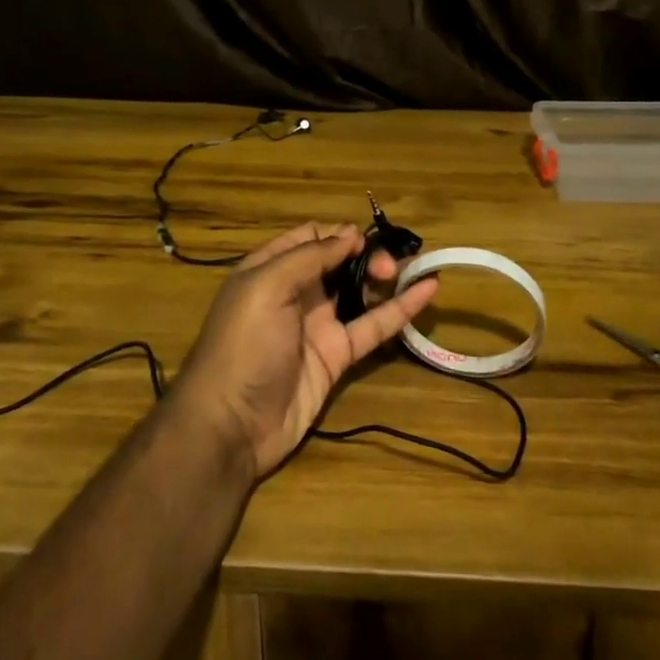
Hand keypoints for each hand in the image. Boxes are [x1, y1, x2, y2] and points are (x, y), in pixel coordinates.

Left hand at [172, 223, 439, 478]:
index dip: (340, 234)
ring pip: (360, 291)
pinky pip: (373, 326)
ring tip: (414, 267)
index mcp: (271, 269)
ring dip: (387, 276)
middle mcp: (296, 293)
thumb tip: (350, 234)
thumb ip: (310, 257)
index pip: (311, 238)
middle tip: (388, 265)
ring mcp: (319, 325)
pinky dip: (401, 308)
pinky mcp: (338, 356)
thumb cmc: (243, 344)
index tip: (365, 239)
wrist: (231, 425)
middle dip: (368, 255)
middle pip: (340, 262)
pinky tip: (428, 290)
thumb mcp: (266, 287)